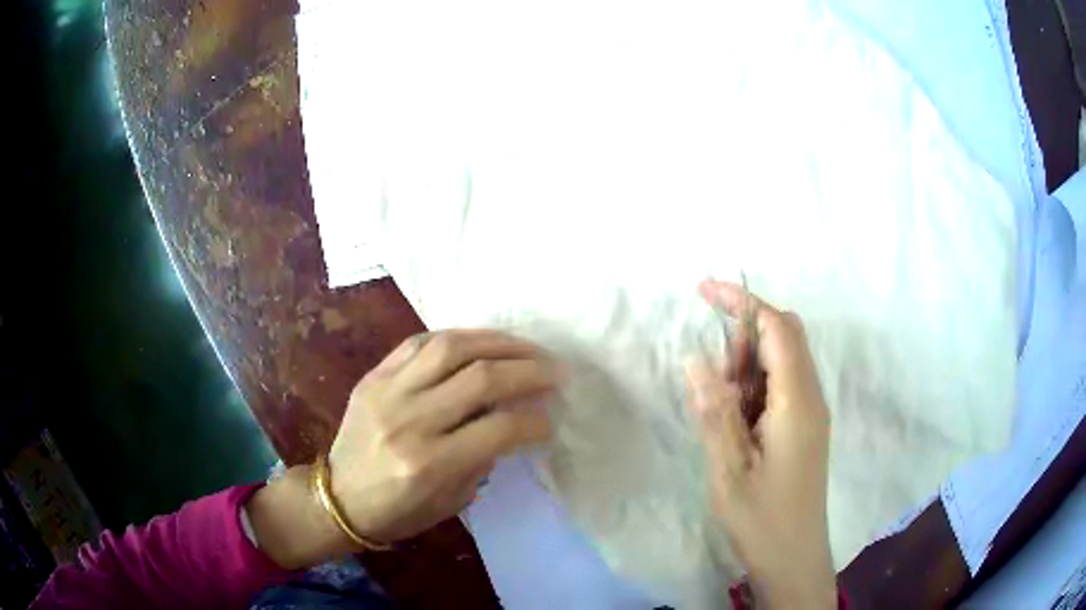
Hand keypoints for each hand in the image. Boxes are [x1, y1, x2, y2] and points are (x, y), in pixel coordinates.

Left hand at [328, 329, 559, 543]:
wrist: (338, 499)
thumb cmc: (398, 511)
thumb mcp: (451, 500)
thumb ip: (483, 458)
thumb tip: (515, 419)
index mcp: (430, 464)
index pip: (499, 429)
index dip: (535, 421)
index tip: (552, 418)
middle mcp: (409, 420)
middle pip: (481, 378)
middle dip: (529, 370)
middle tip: (555, 370)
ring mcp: (387, 392)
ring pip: (450, 347)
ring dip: (497, 342)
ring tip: (525, 347)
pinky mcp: (373, 376)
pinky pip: (418, 342)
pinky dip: (456, 337)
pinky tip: (479, 342)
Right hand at [686, 281, 836, 608]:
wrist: (794, 556)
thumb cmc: (762, 518)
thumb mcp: (728, 469)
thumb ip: (715, 412)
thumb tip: (697, 359)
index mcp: (797, 402)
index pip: (776, 328)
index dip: (742, 301)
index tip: (702, 290)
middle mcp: (811, 396)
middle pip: (785, 336)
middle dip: (745, 335)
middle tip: (712, 376)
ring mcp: (811, 411)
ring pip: (783, 360)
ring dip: (748, 365)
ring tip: (720, 407)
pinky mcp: (805, 426)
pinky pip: (782, 386)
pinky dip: (755, 386)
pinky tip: (736, 419)